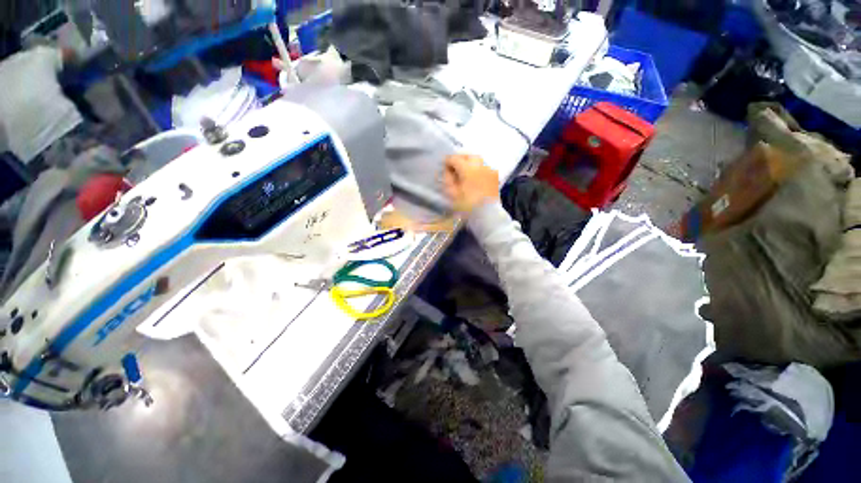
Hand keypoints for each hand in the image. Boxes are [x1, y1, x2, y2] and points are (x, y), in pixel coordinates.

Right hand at [443, 154, 499, 212]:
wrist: (487, 215)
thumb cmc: (468, 206)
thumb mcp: (453, 194)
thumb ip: (448, 180)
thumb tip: (447, 172)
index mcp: (468, 169)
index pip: (454, 158)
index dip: (447, 162)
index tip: (444, 169)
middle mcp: (480, 165)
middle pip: (468, 156)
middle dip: (460, 160)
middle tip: (454, 169)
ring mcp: (489, 170)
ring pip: (478, 160)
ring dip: (469, 164)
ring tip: (464, 173)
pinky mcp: (495, 177)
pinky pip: (484, 168)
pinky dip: (477, 169)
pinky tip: (474, 178)